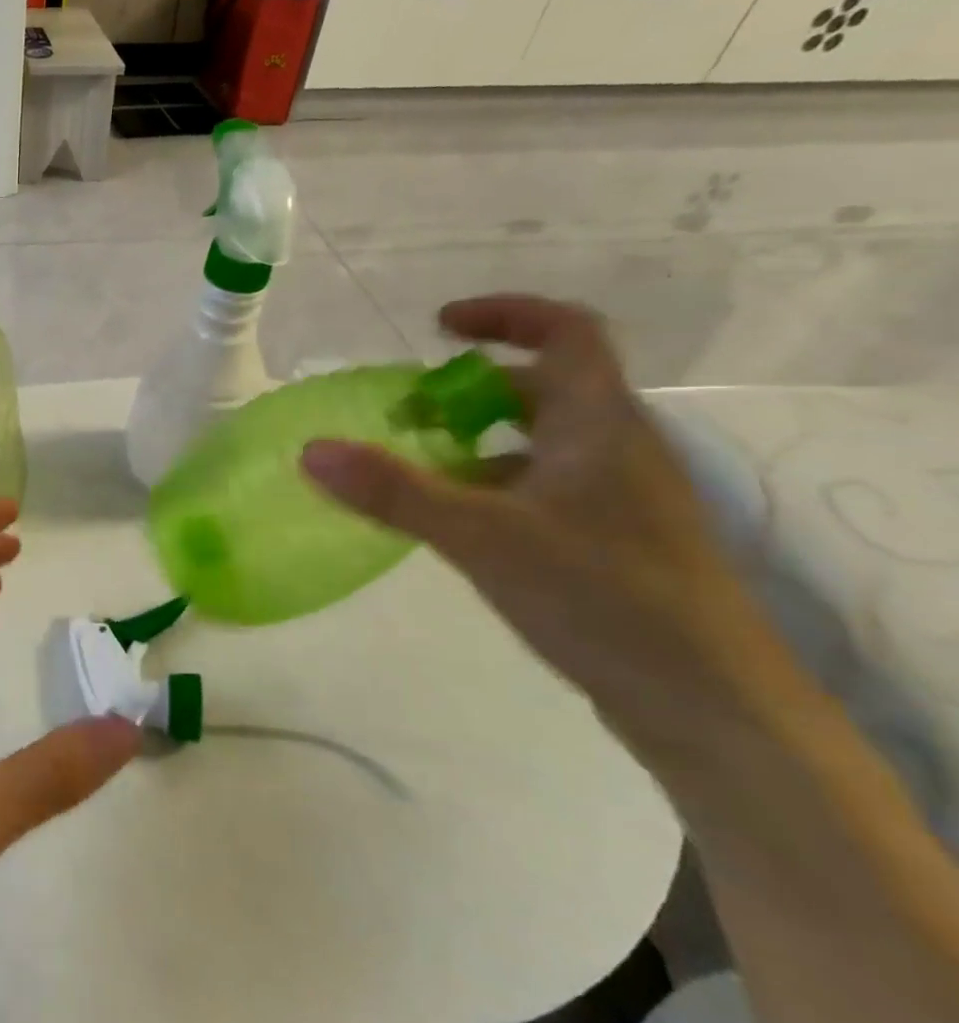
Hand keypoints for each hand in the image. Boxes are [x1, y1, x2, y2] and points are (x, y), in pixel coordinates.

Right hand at [301, 295, 787, 747]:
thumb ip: (394, 491)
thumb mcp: (483, 537)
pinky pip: (541, 489)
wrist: (711, 707)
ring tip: (414, 470)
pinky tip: (453, 525)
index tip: (438, 328)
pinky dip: (491, 488)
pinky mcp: (612, 543)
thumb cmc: (603, 597)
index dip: (504, 315)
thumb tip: (311, 449)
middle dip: (468, 392)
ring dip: (475, 443)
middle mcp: (615, 448)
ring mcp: (618, 499)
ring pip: (538, 444)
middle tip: (404, 415)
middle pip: (542, 389)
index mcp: (599, 424)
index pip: (565, 332)